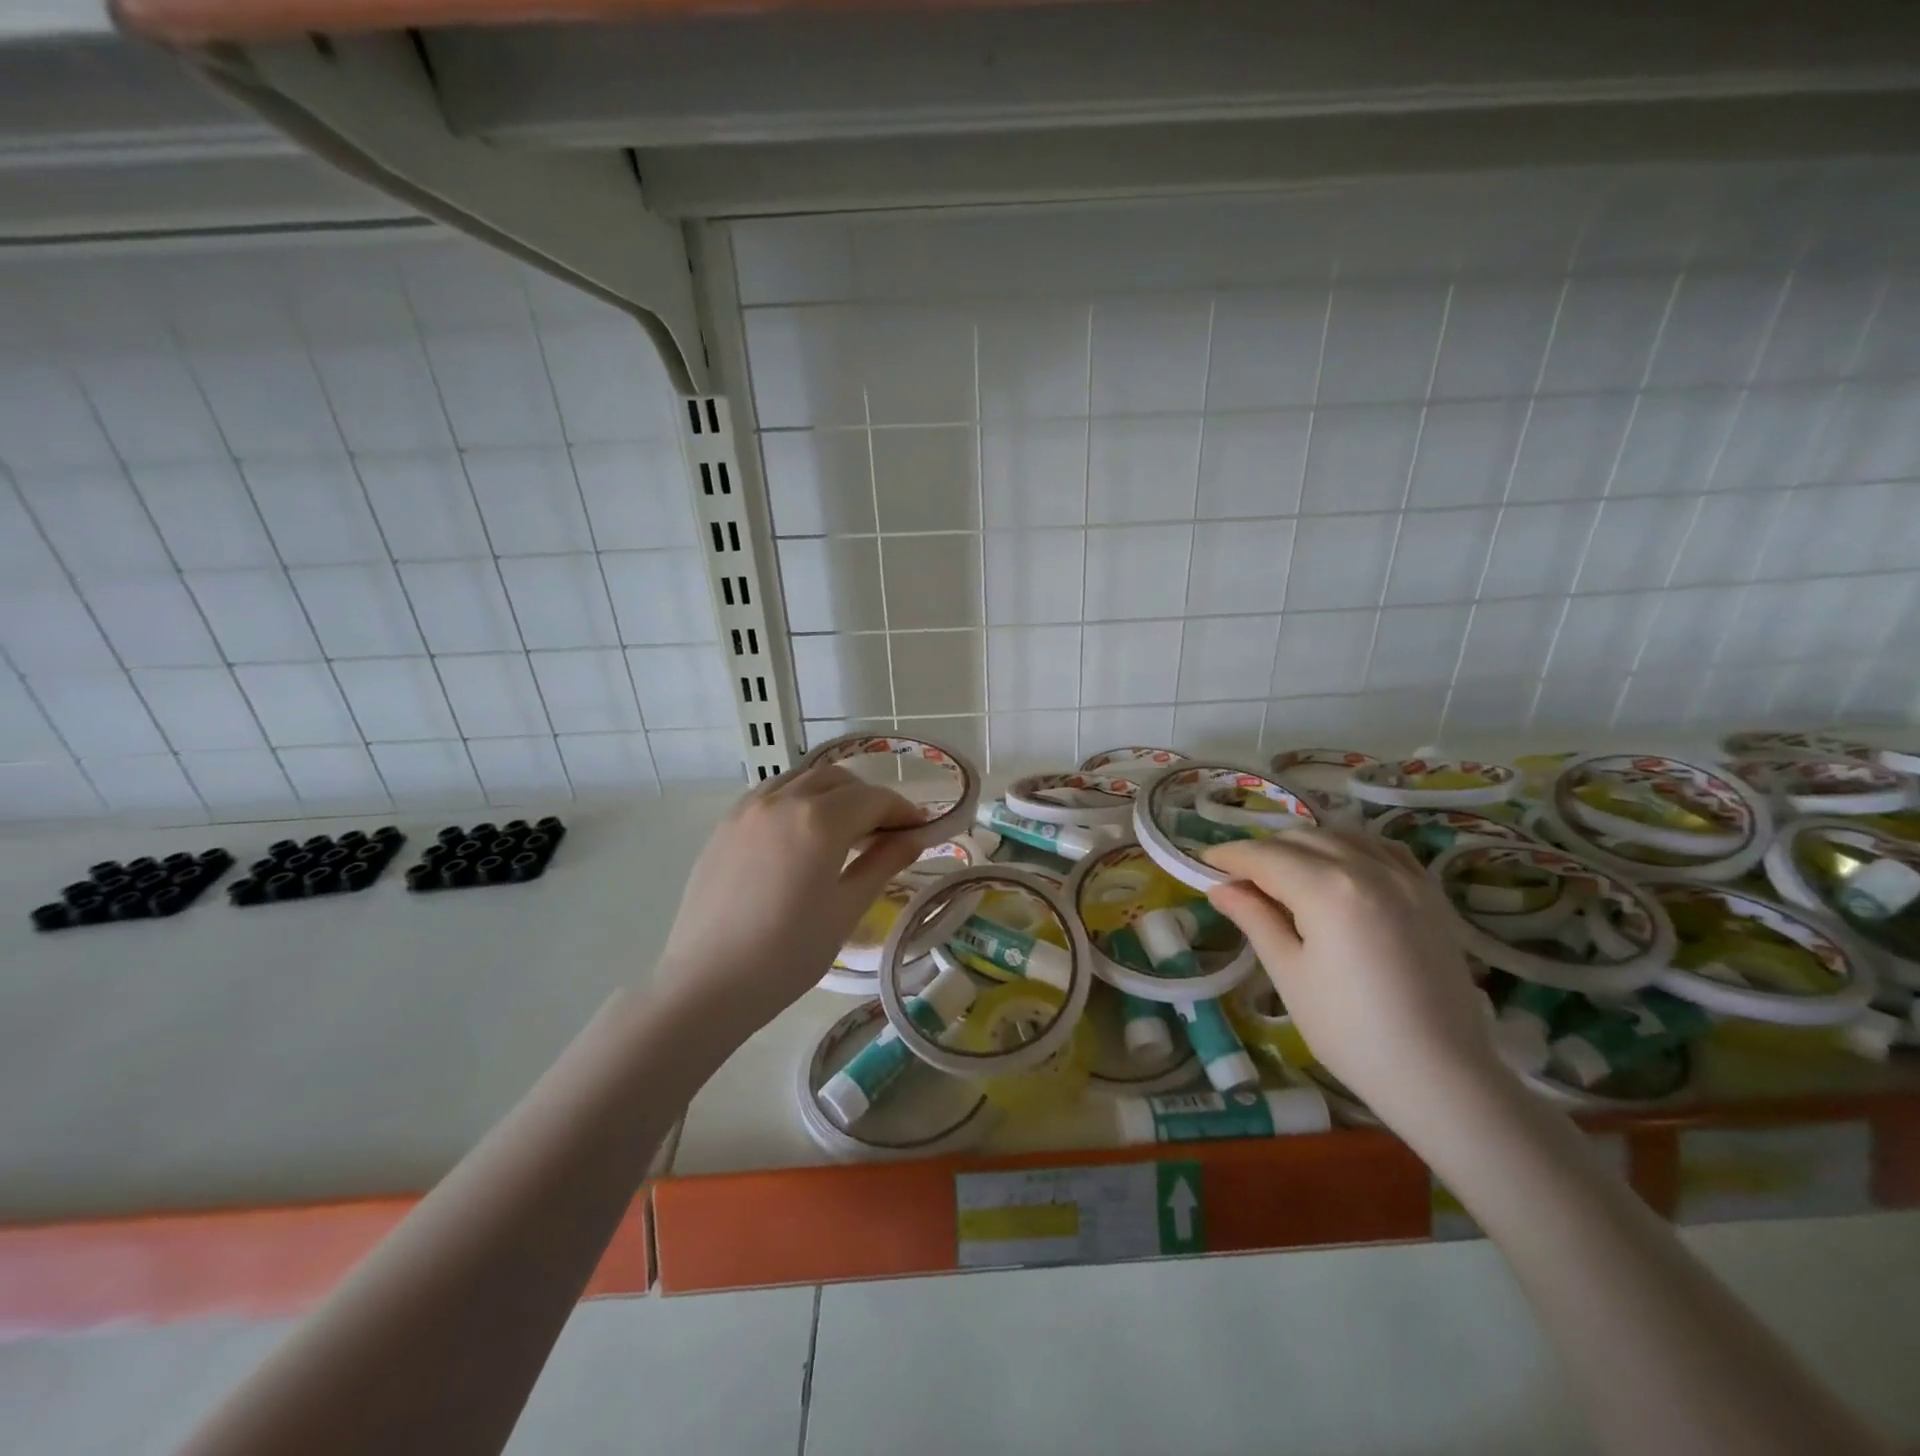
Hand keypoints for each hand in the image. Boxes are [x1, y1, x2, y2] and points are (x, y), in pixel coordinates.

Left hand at [656, 763, 925, 1035]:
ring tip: (844, 830)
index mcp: (818, 820)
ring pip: (802, 779)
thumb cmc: (787, 954)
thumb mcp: (845, 909)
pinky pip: (771, 794)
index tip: (921, 829)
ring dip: (832, 793)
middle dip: (868, 798)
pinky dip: (798, 799)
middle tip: (885, 833)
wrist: (706, 984)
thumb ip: (883, 863)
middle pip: (838, 779)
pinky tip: (801, 834)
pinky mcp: (725, 824)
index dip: (903, 810)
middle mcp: (782, 800)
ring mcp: (748, 809)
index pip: (873, 798)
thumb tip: (915, 837)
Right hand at [1202, 829, 1505, 1125]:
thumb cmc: (1351, 1031)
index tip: (1203, 861)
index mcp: (1328, 889)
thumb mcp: (1289, 974)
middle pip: (1300, 840)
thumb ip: (1254, 918)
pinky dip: (1351, 848)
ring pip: (1341, 837)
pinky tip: (1339, 868)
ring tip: (1283, 874)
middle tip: (1238, 878)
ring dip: (1304, 845)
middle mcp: (1368, 868)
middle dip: (1263, 851)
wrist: (1443, 1076)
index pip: (1264, 856)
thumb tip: (1220, 886)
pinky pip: (1382, 849)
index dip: (1229, 856)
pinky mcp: (1430, 894)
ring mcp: (1406, 878)